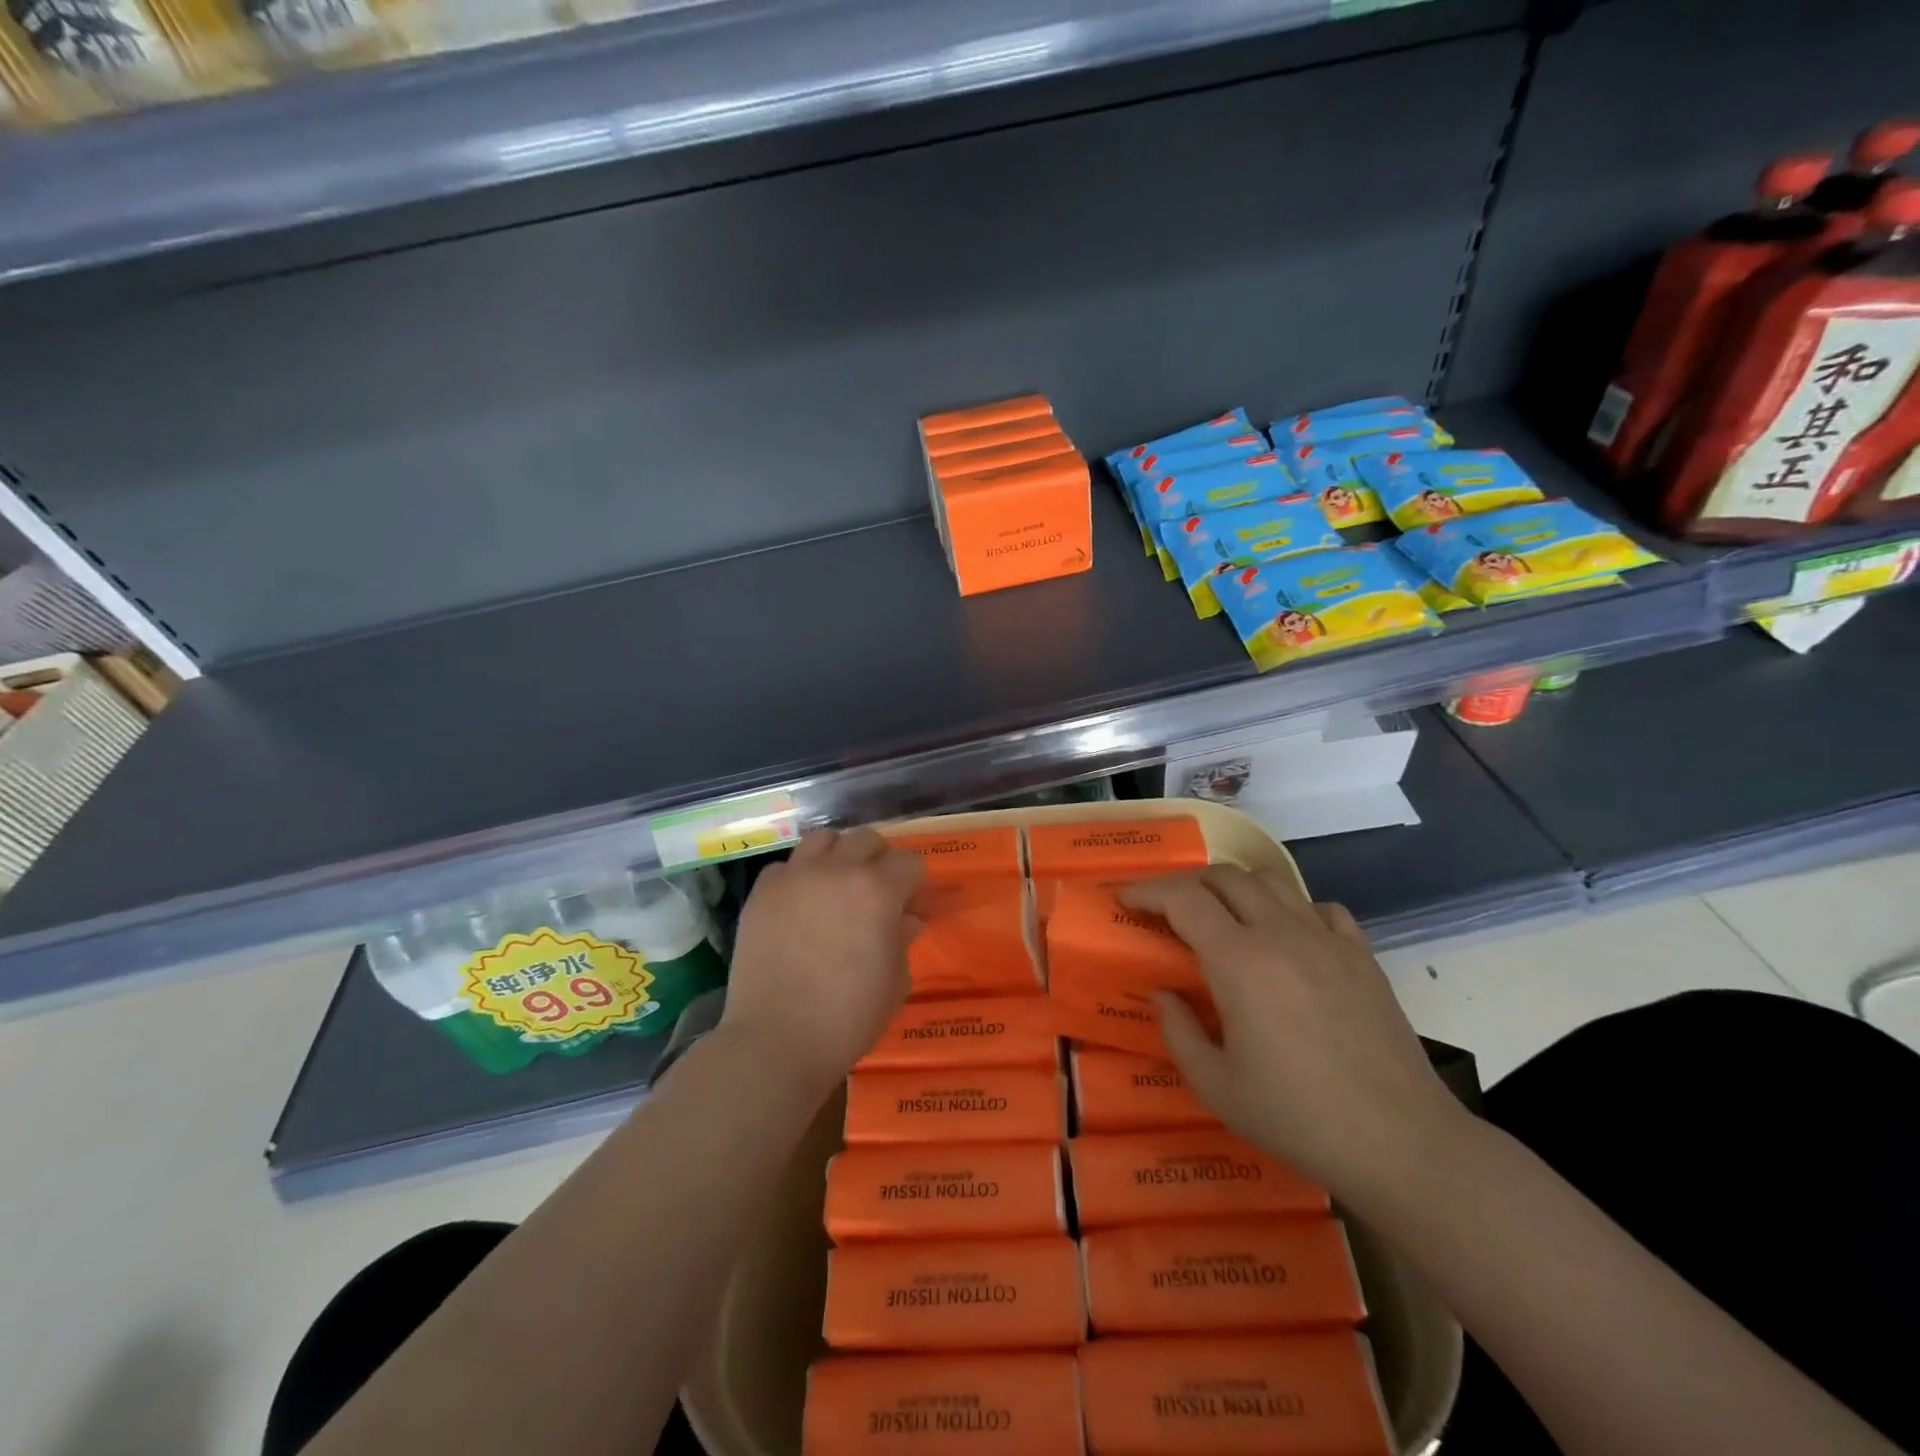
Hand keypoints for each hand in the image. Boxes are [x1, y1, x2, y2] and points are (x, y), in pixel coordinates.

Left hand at [720, 828, 924, 1093]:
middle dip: (880, 860)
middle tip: (877, 893)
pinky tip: (800, 904)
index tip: (913, 906)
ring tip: (837, 885)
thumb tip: (907, 918)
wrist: (776, 1040)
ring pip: (823, 839)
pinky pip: (785, 867)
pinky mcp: (761, 893)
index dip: (916, 884)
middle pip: (868, 839)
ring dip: (838, 855)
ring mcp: (795, 877)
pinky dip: (798, 876)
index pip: (910, 863)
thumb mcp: (895, 981)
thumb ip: (903, 937)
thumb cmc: (848, 1017)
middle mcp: (837, 870)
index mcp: (878, 890)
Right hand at [1122, 867, 1463, 1206]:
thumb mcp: (1216, 1087)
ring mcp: (1327, 939)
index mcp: (1239, 962)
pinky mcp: (1362, 955)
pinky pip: (1319, 908)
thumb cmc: (1298, 1118)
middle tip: (1167, 908)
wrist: (1401, 1143)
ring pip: (1272, 882)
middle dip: (1187, 883)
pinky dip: (1291, 909)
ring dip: (1236, 888)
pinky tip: (1287, 937)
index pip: (1184, 899)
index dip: (1147, 891)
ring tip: (1223, 916)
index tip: (1125, 900)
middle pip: (1225, 877)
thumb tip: (1162, 994)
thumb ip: (1177, 1031)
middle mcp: (1281, 934)